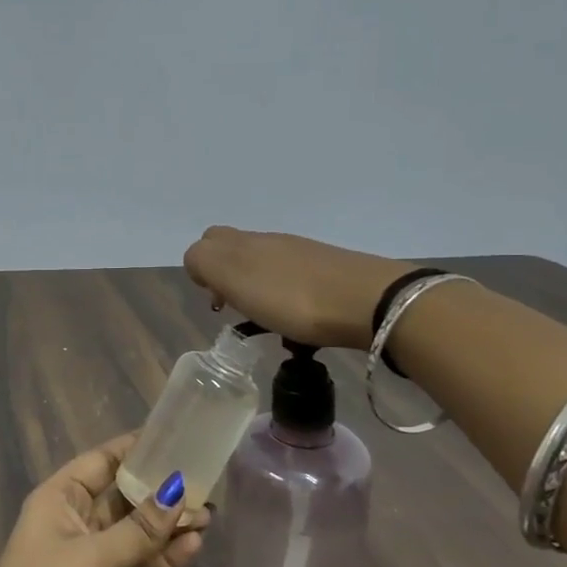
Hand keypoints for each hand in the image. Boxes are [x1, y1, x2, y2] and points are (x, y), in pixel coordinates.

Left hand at [0, 435, 207, 566]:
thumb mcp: (92, 556)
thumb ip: (139, 528)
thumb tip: (179, 490)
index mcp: (58, 501)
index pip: (100, 463)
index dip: (134, 449)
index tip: (174, 437)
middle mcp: (77, 527)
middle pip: (124, 498)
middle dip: (161, 490)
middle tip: (206, 479)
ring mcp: (96, 565)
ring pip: (140, 535)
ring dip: (170, 525)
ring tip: (208, 512)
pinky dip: (168, 558)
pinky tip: (194, 544)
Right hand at [182, 226, 406, 349]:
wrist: (368, 301)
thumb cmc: (291, 297)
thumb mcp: (233, 277)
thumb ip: (204, 262)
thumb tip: (198, 262)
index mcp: (243, 242)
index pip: (206, 243)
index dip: (202, 270)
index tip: (216, 302)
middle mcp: (270, 242)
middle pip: (236, 252)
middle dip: (227, 279)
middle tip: (236, 310)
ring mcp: (302, 255)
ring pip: (265, 268)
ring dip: (258, 292)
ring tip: (268, 323)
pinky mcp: (329, 273)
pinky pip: (294, 283)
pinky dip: (286, 301)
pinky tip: (297, 324)